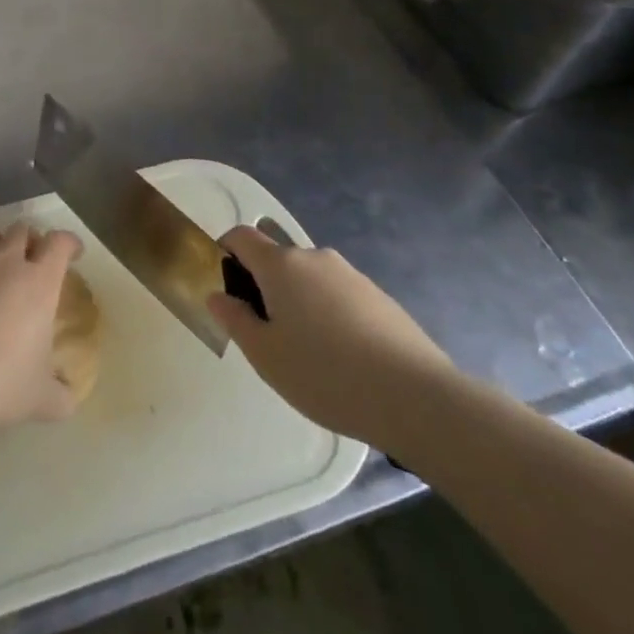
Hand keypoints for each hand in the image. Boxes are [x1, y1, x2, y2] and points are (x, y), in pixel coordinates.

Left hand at [0, 220, 83, 436]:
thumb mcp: (42, 400)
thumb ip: (62, 395)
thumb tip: (68, 396)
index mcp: (38, 282)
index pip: (59, 243)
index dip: (69, 243)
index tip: (73, 253)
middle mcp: (5, 262)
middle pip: (22, 229)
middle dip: (32, 240)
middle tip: (33, 261)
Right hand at [208, 226, 456, 455]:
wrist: (415, 397)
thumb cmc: (325, 374)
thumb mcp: (265, 355)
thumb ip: (235, 320)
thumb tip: (218, 294)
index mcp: (282, 265)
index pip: (242, 235)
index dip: (225, 251)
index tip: (223, 284)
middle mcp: (315, 258)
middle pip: (277, 259)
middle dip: (263, 286)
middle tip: (265, 333)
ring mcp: (351, 275)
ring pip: (310, 280)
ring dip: (298, 302)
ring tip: (307, 353)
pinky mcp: (379, 297)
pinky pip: (339, 296)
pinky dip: (329, 315)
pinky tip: (342, 359)